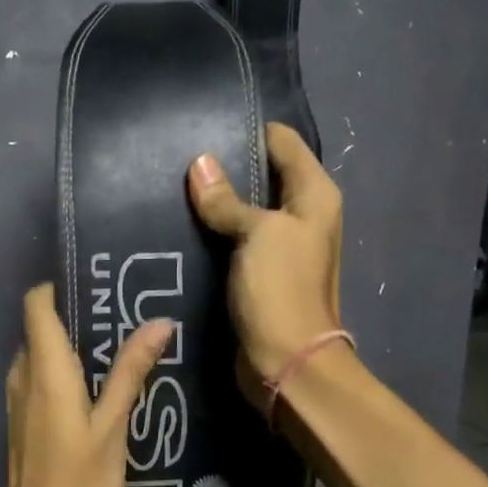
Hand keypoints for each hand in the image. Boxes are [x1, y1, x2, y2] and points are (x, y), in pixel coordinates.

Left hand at [0, 284, 171, 486]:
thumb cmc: (79, 485)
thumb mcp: (112, 427)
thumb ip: (130, 373)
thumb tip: (158, 322)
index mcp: (44, 371)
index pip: (36, 305)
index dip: (58, 287)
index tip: (96, 283)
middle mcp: (23, 377)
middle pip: (40, 328)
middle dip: (75, 315)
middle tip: (123, 314)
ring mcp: (18, 402)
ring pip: (40, 355)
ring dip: (72, 346)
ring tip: (119, 347)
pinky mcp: (22, 423)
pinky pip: (40, 380)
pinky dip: (64, 372)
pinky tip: (99, 387)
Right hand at [187, 122, 343, 387]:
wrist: (286, 361)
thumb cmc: (280, 288)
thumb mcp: (256, 233)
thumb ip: (227, 199)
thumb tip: (200, 163)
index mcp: (314, 195)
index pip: (283, 143)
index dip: (248, 130)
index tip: (204, 125)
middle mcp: (303, 215)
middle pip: (264, 175)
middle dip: (226, 166)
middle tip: (178, 156)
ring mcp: (281, 246)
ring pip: (246, 209)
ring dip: (217, 201)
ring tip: (172, 185)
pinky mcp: (260, 272)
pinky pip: (235, 239)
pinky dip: (214, 230)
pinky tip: (181, 223)